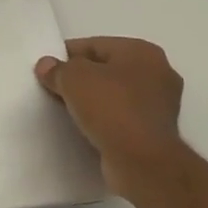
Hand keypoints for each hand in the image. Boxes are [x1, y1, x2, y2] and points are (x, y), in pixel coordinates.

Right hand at [34, 38, 185, 200]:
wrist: (142, 161)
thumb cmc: (111, 108)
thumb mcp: (73, 79)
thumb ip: (57, 69)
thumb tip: (47, 66)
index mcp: (142, 51)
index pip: (95, 45)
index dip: (66, 56)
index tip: (46, 70)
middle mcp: (158, 73)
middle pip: (106, 69)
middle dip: (81, 79)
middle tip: (54, 90)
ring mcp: (161, 105)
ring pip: (115, 95)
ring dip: (93, 101)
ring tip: (66, 110)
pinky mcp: (156, 132)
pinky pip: (122, 117)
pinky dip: (105, 120)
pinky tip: (86, 128)